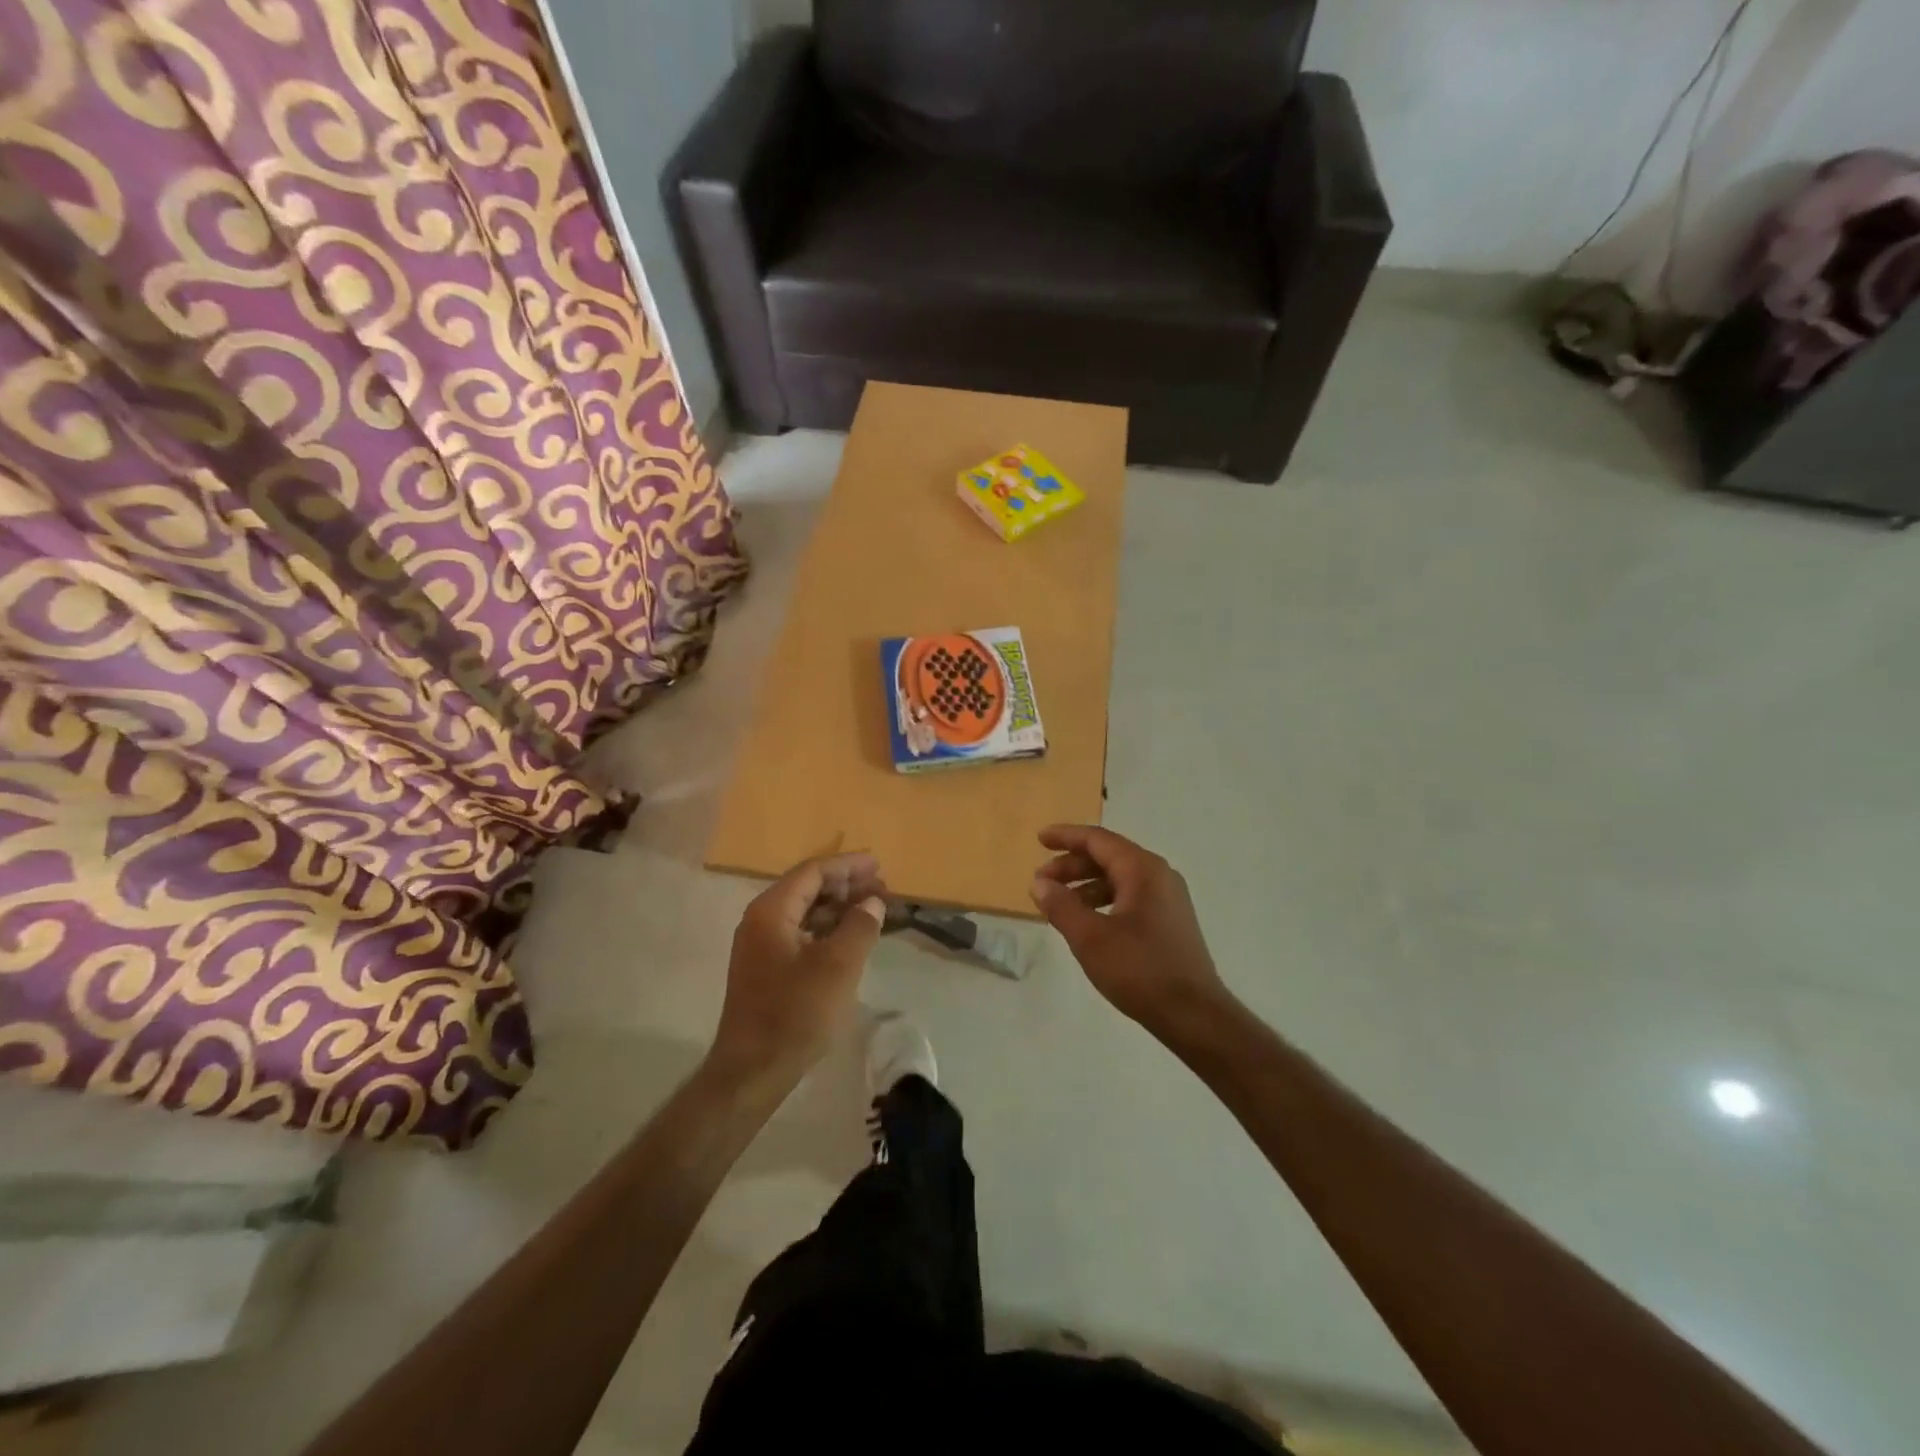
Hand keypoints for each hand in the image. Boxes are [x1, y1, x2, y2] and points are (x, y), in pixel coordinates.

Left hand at [710, 854, 887, 1086]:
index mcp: (771, 911)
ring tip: (873, 909)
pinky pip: (801, 933)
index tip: (878, 864)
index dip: (848, 866)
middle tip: (882, 887)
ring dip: (839, 907)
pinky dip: (828, 929)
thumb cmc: (796, 1012)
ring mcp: (761, 945)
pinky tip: (851, 937)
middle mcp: (761, 920)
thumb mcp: (838, 966)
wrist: (753, 1070)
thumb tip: (872, 902)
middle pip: (807, 888)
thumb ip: (859, 926)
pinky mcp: (767, 968)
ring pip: (805, 912)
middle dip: (846, 885)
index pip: (812, 872)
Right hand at [1030, 826, 1229, 1042]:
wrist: (1193, 1014)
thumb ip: (1061, 905)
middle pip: (1108, 857)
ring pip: (1119, 878)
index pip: (1098, 839)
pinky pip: (1130, 896)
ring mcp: (1168, 898)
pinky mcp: (1170, 921)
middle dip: (1072, 866)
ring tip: (1059, 905)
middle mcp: (1159, 875)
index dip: (1066, 836)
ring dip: (1086, 886)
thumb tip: (1039, 883)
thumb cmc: (1139, 969)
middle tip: (1041, 881)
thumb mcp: (1090, 937)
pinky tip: (1087, 922)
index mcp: (1142, 869)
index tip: (1039, 839)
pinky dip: (1103, 901)